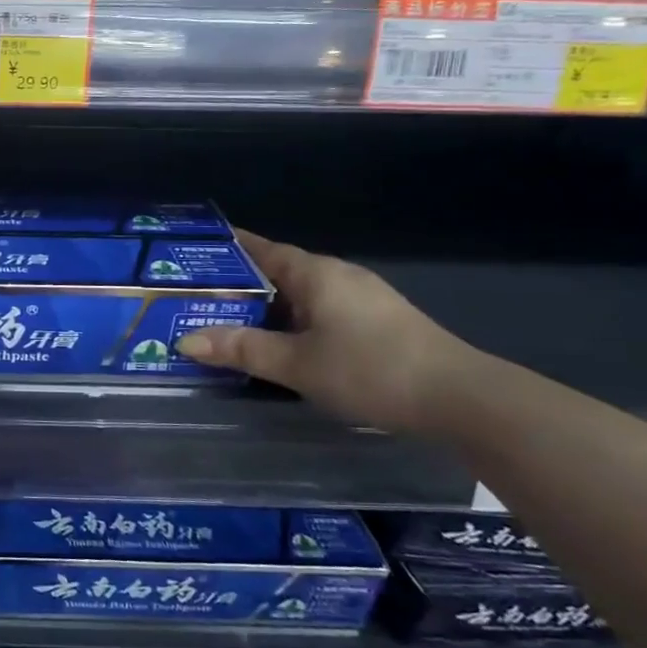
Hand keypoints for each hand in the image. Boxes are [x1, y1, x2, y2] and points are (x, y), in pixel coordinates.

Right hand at [175, 230, 477, 432]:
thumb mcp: (296, 363)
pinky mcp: (377, 324)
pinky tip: (278, 344)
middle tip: (196, 297)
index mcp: (316, 273)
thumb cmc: (371, 369)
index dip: (227, 247)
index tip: (192, 249)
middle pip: (278, 272)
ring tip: (226, 322)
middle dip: (238, 283)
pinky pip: (319, 313)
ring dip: (265, 307)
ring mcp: (361, 300)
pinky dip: (291, 322)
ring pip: (299, 296)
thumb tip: (185, 339)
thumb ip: (241, 349)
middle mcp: (338, 277)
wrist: (462, 400)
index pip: (262, 249)